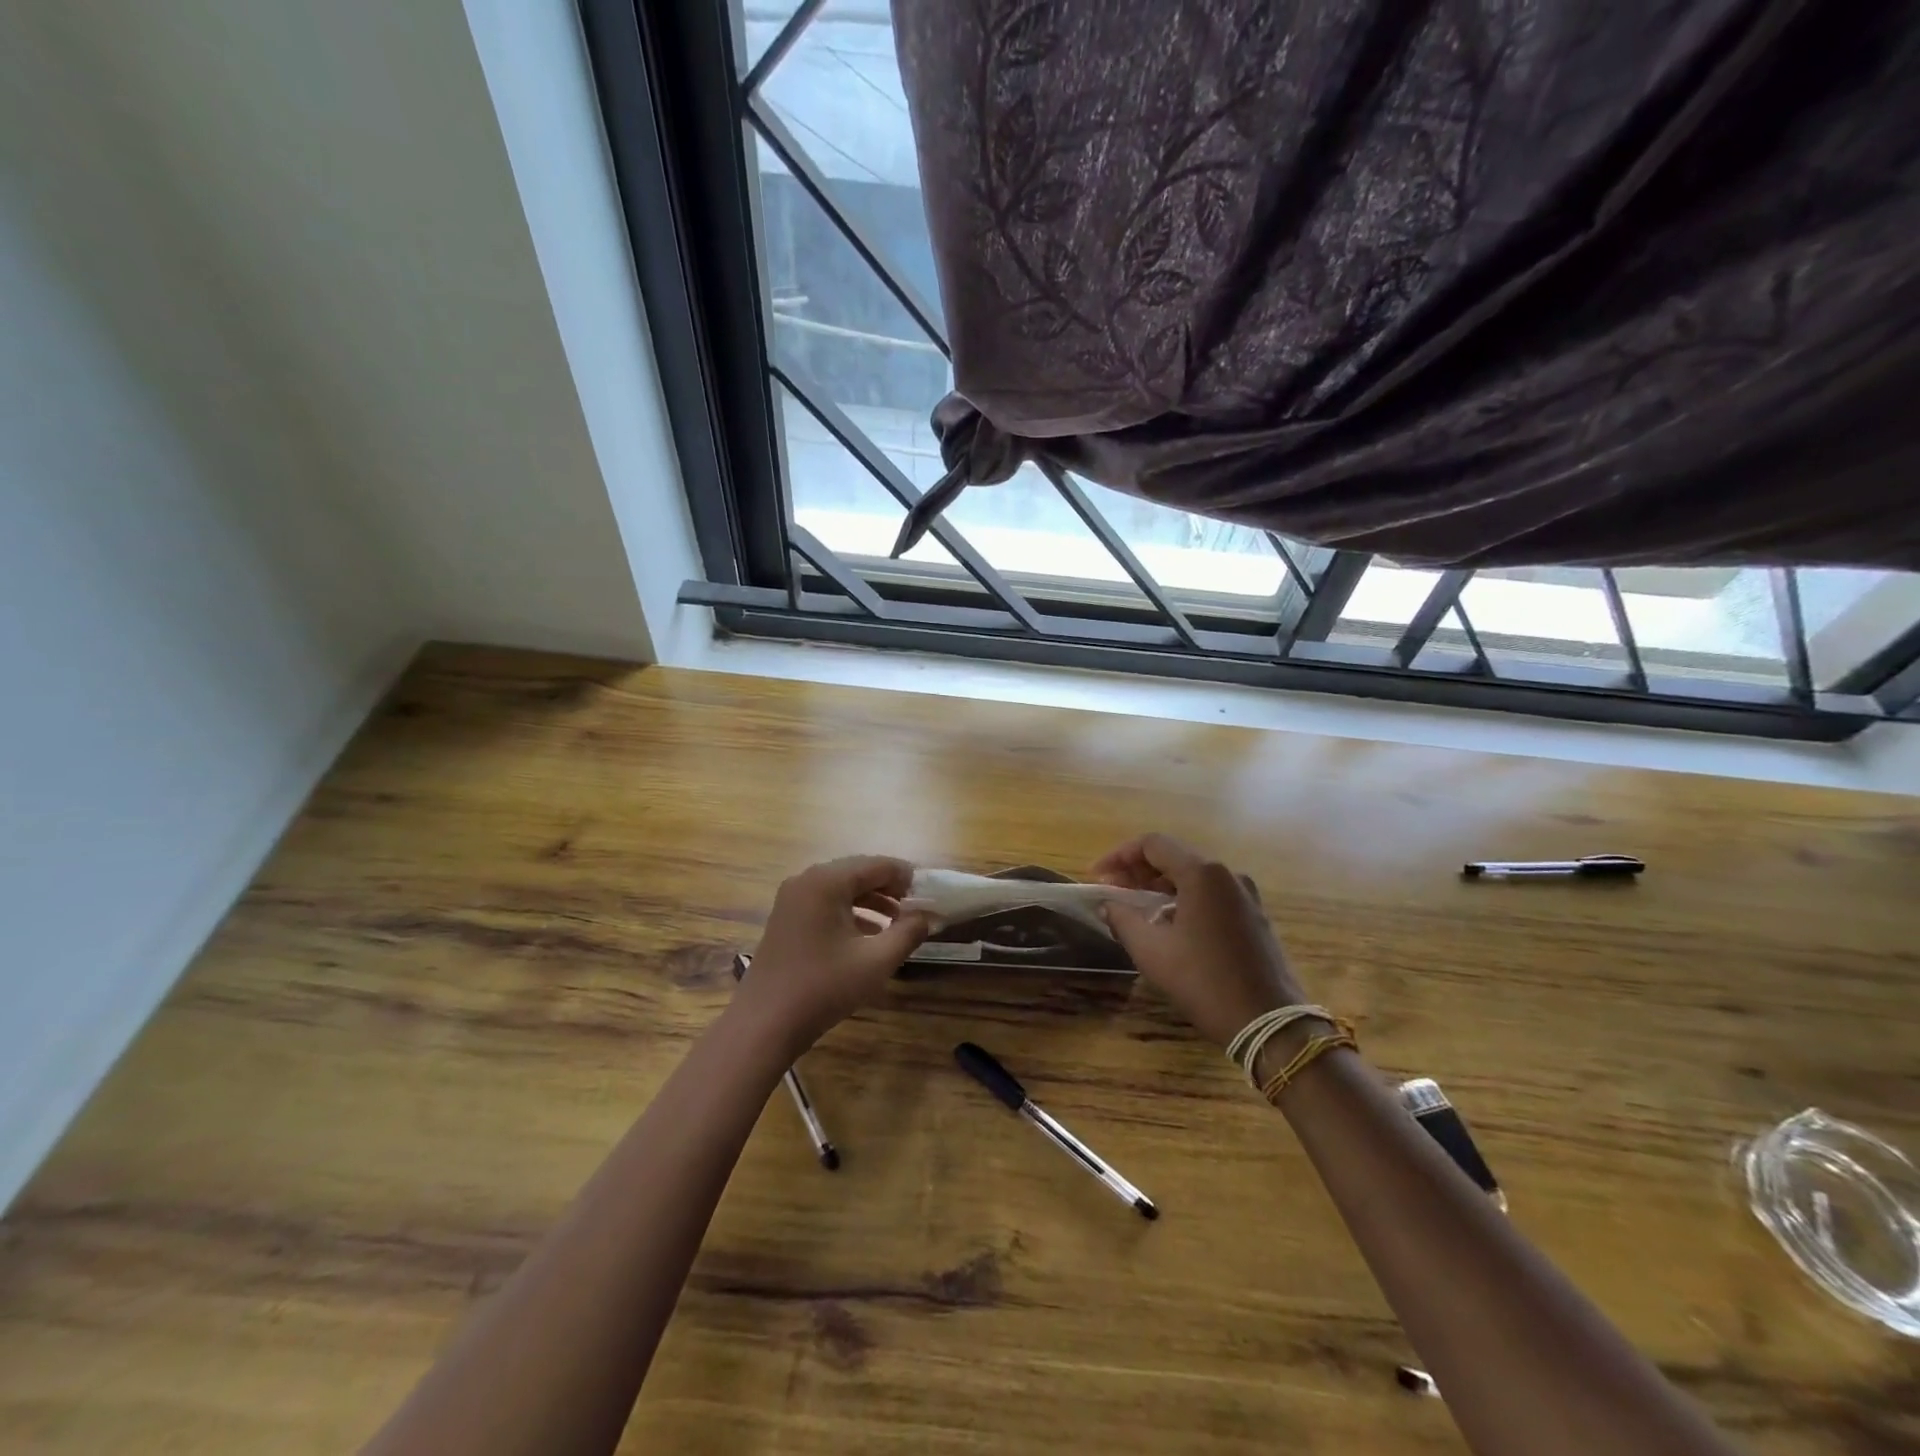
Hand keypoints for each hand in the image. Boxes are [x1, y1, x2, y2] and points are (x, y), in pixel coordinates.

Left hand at [732, 856, 931, 1052]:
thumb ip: (908, 933)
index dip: (907, 877)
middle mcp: (807, 880)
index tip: (931, 895)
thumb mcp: (876, 961)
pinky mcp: (787, 918)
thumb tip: (927, 916)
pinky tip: (869, 936)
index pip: (877, 864)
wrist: (764, 1024)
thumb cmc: (823, 988)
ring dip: (872, 901)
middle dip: (890, 888)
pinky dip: (851, 913)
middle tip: (917, 908)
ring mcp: (793, 899)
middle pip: (859, 872)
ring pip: (842, 888)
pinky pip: (826, 903)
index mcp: (827, 881)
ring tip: (899, 923)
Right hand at [1093, 833, 1306, 1047]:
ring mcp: (1245, 895)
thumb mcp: (1152, 951)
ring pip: (1193, 877)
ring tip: (1134, 908)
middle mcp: (1227, 874)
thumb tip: (1106, 904)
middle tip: (1111, 891)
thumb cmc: (1204, 981)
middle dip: (1138, 871)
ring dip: (1159, 886)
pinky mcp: (1254, 916)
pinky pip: (1211, 895)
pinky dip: (1183, 899)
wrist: (1269, 1023)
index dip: (1118, 855)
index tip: (1097, 876)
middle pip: (1174, 857)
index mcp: (1203, 873)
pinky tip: (1168, 924)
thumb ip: (1122, 919)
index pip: (1152, 844)